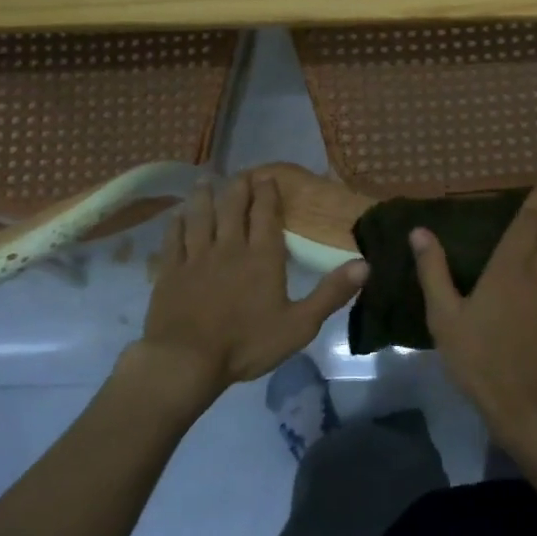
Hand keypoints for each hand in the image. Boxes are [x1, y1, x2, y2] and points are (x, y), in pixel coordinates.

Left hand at [129, 172, 367, 404]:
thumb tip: (366, 264)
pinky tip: (176, 216)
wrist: (186, 361)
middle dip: (238, 188)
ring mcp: (196, 258)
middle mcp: (229, 247)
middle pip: (232, 209)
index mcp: (262, 257)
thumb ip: (331, 293)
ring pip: (200, 217)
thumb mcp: (300, 324)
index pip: (265, 215)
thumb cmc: (247, 344)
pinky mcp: (170, 272)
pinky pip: (174, 240)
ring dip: (204, 197)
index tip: (267, 177)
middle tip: (241, 174)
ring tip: (206, 181)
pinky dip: (176, 224)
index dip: (267, 194)